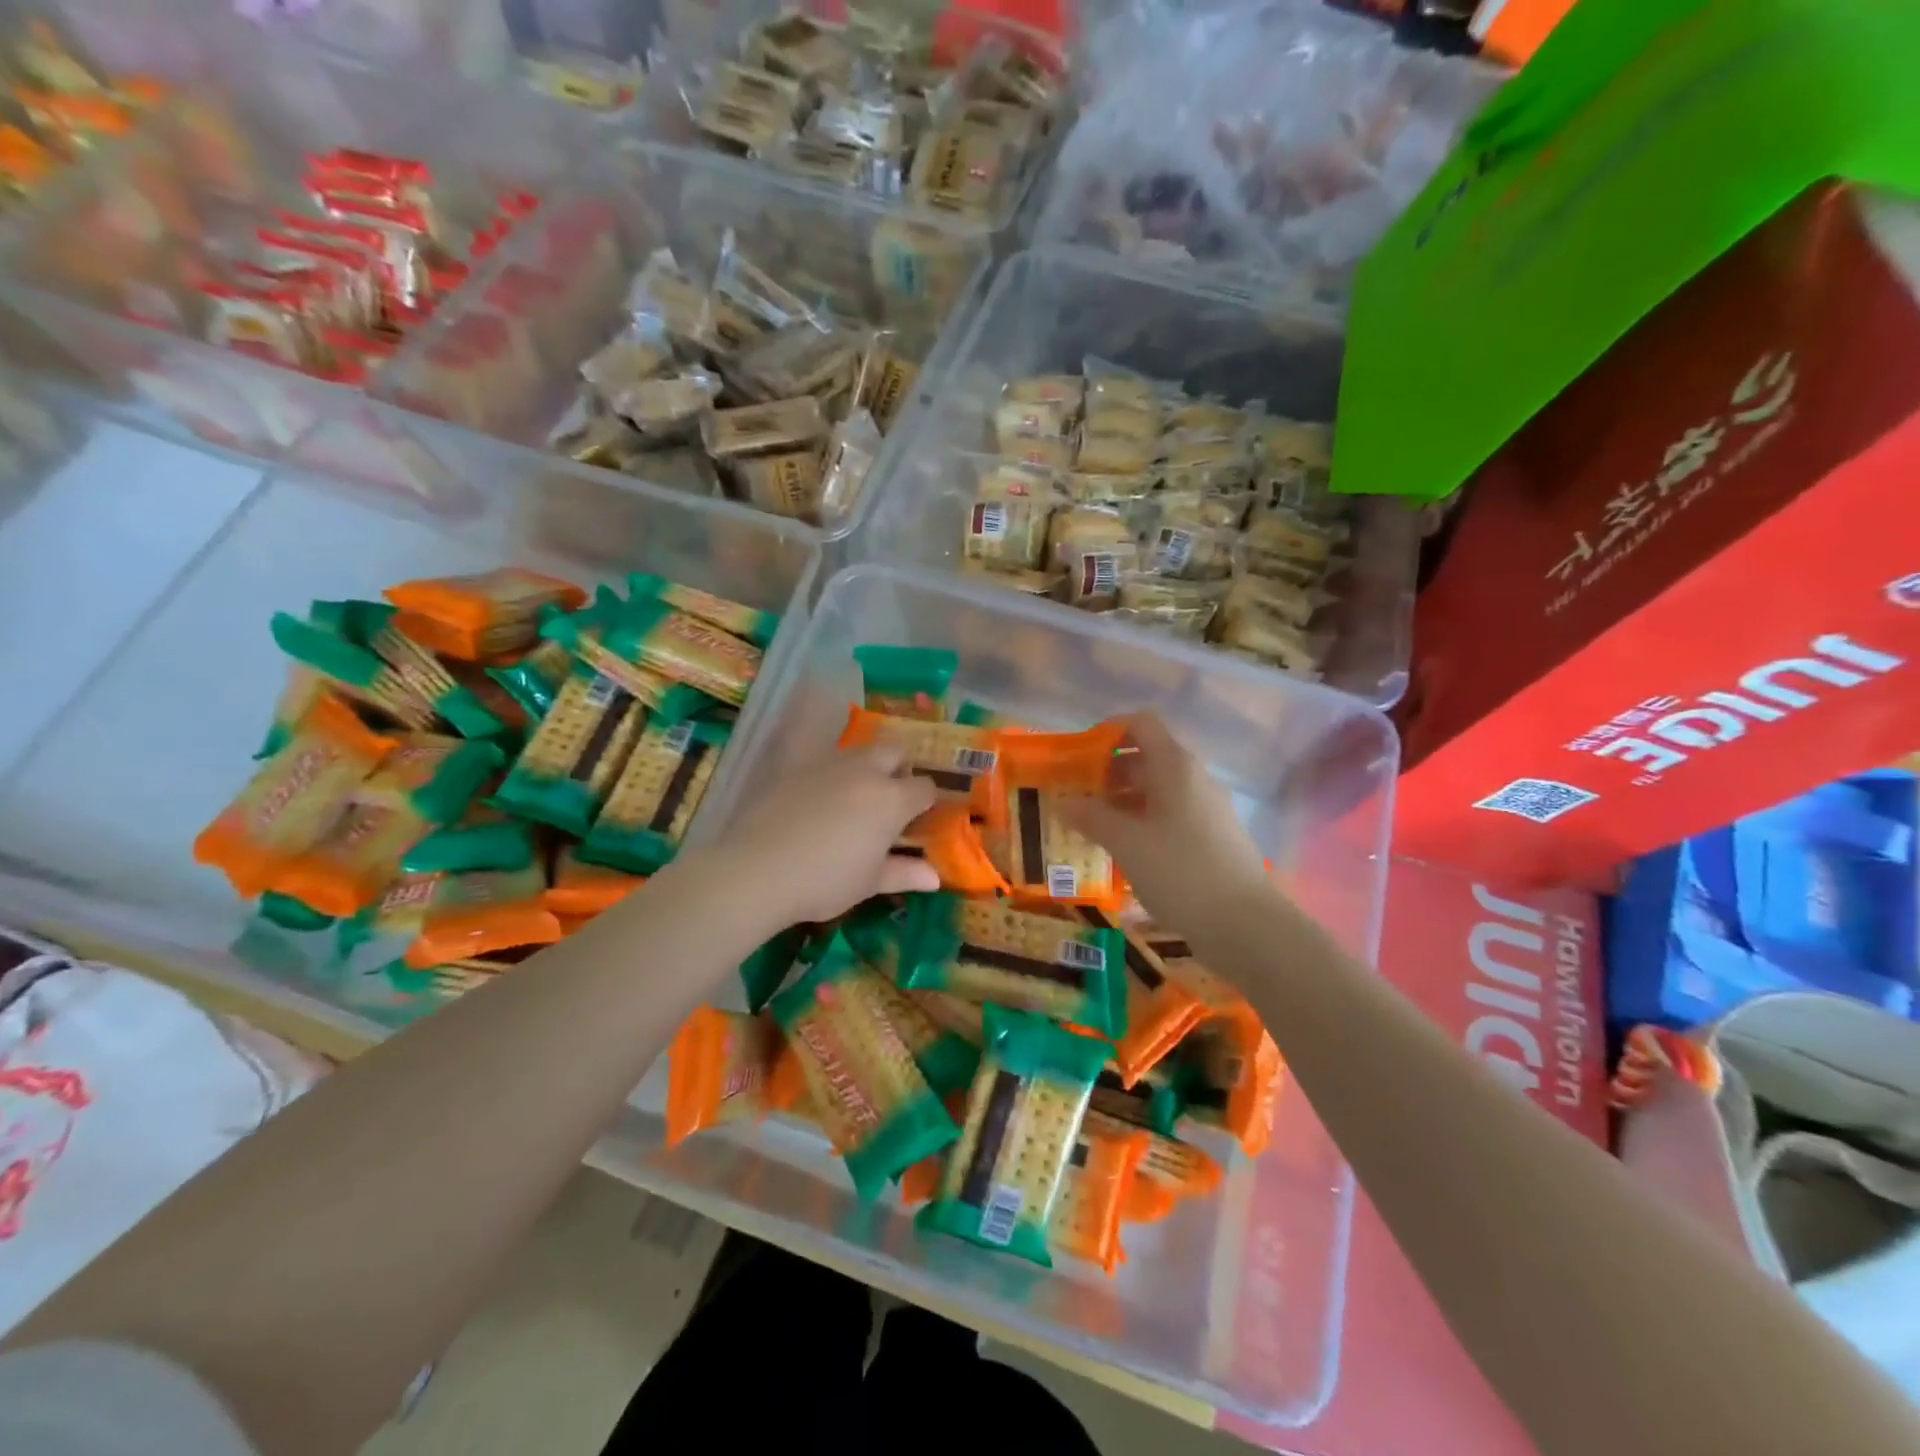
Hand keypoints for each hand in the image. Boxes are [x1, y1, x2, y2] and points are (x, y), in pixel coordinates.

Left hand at [714, 743, 939, 925]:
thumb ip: (904, 873)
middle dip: (899, 769)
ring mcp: (827, 763)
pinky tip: (816, 791)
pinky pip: (819, 754)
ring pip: (858, 751)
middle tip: (890, 800)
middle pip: (894, 752)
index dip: (926, 802)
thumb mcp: (869, 883)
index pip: (924, 788)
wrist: (758, 869)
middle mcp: (864, 772)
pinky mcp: (794, 765)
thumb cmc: (825, 881)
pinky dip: (828, 768)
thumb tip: (935, 878)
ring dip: (865, 766)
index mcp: (891, 800)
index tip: (918, 820)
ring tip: (853, 797)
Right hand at [1064, 713, 1273, 931]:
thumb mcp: (1127, 842)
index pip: (1142, 724)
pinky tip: (1124, 852)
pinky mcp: (1211, 839)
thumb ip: (1091, 817)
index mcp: (1175, 767)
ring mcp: (1206, 810)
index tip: (1080, 754)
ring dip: (1122, 803)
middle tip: (1076, 797)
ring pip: (1157, 791)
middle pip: (1147, 758)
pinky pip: (1169, 817)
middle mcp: (1194, 779)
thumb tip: (1063, 801)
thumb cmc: (1181, 871)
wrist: (1246, 925)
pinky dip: (1142, 824)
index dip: (1109, 731)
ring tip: (1091, 828)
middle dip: (1108, 774)